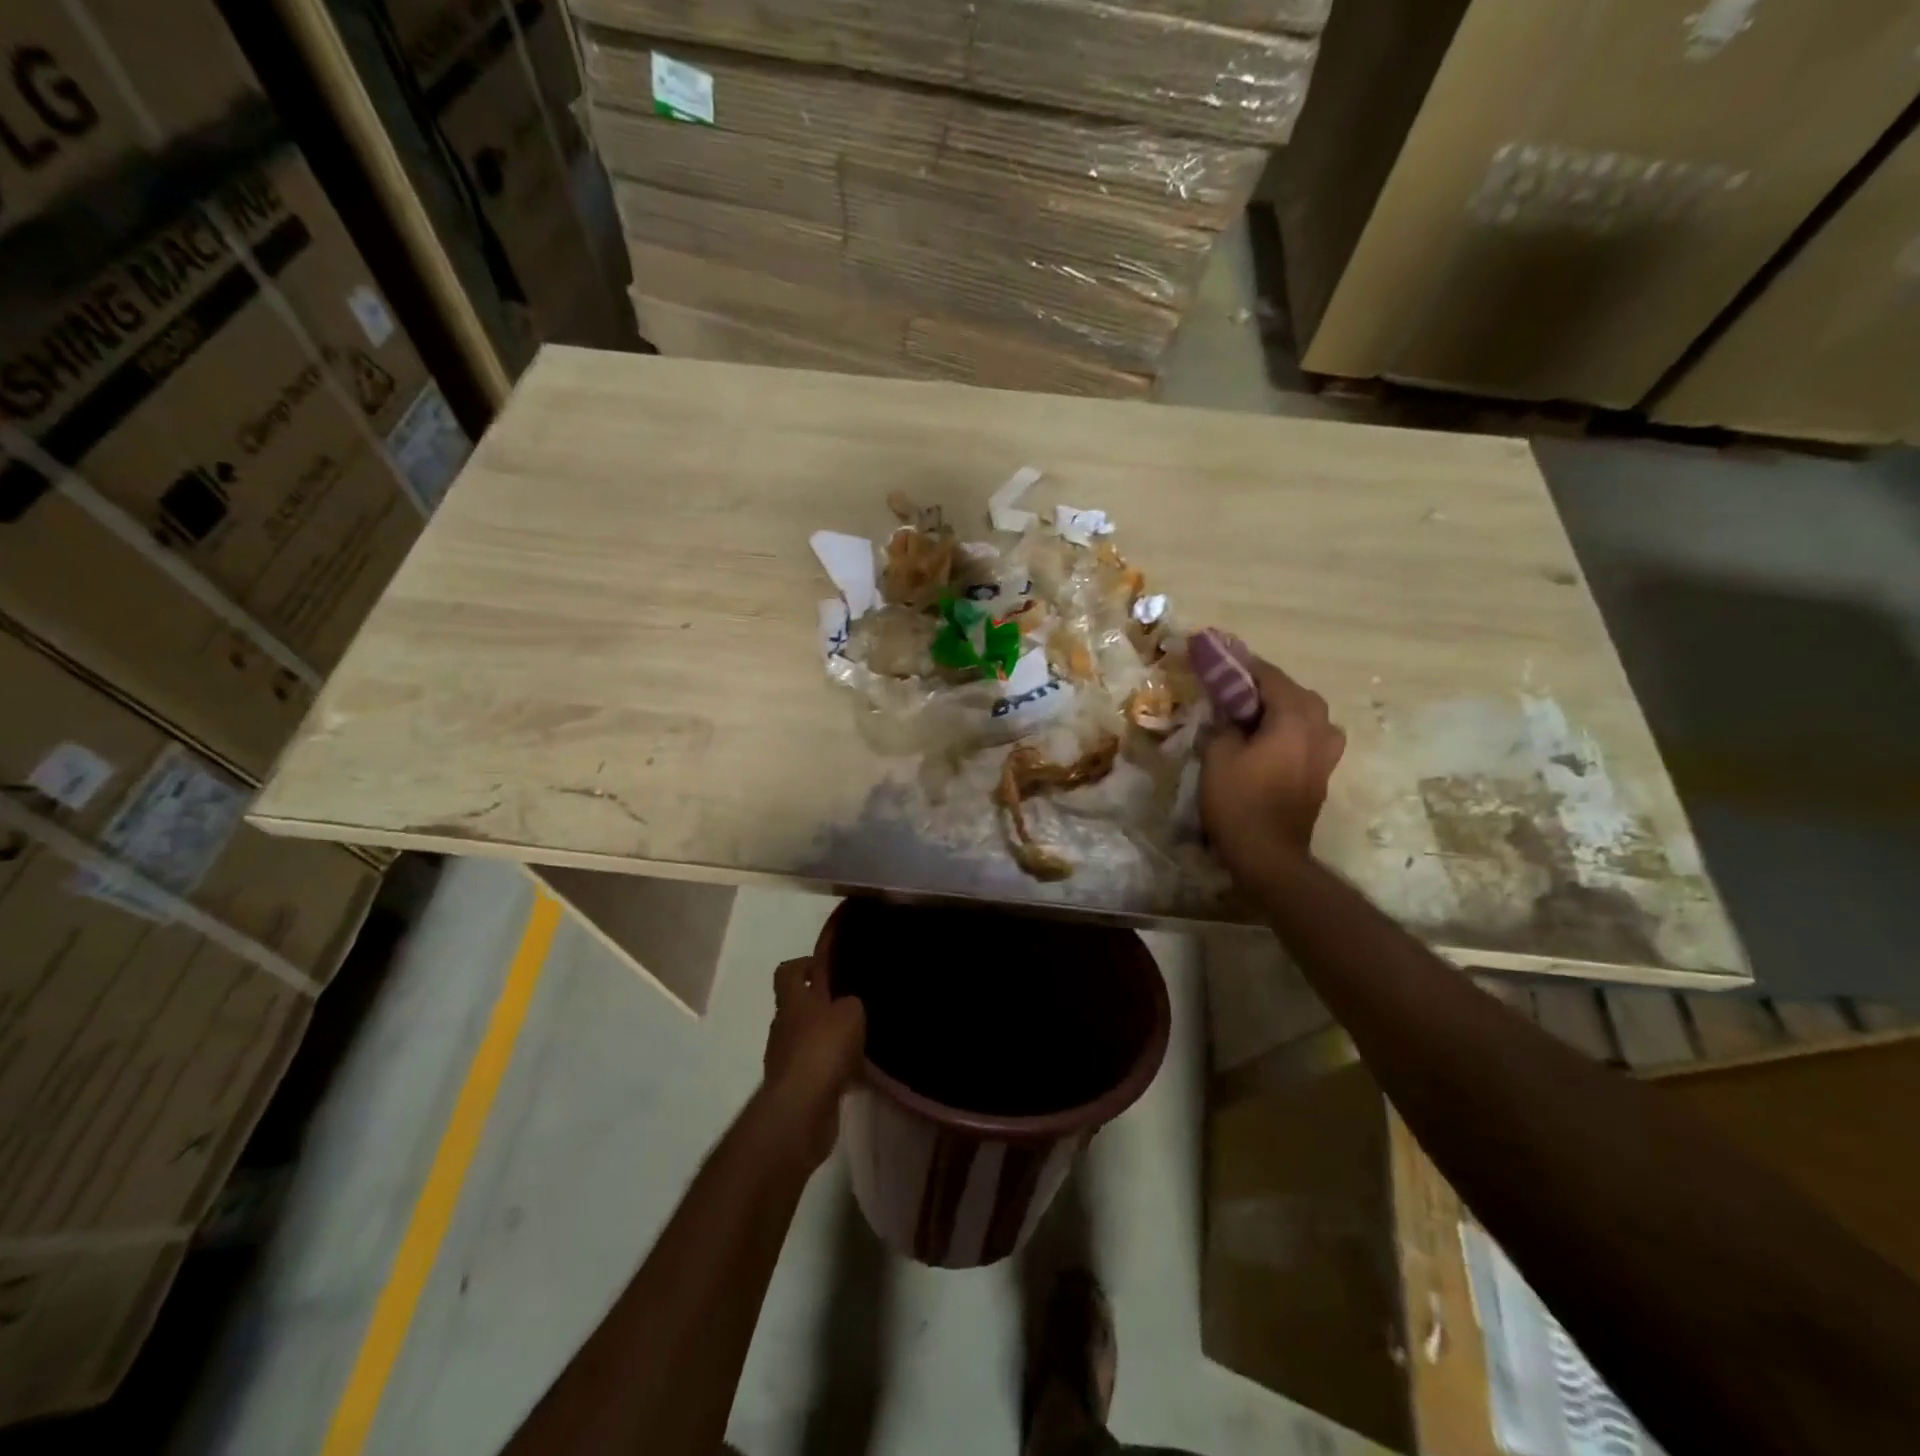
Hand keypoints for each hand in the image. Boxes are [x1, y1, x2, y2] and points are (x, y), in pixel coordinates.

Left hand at [763, 957, 866, 1167]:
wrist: (801, 1108)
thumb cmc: (823, 1047)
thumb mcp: (850, 1011)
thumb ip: (851, 1002)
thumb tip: (848, 1005)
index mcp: (793, 1001)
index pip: (788, 971)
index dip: (805, 963)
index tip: (828, 964)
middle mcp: (785, 1026)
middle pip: (801, 1006)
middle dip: (826, 1004)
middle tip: (856, 1003)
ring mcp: (788, 1058)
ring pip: (812, 1038)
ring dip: (832, 1038)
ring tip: (864, 1039)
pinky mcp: (797, 1086)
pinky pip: (820, 1069)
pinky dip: (837, 1069)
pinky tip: (860, 1073)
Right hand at [1200, 652, 1345, 877]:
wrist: (1268, 854)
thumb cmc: (1239, 801)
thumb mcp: (1218, 755)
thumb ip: (1225, 724)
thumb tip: (1230, 715)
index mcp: (1294, 718)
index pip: (1270, 676)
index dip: (1243, 666)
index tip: (1221, 658)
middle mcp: (1319, 728)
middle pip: (1295, 693)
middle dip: (1266, 686)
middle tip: (1235, 689)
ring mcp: (1326, 753)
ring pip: (1308, 715)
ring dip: (1283, 708)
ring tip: (1255, 714)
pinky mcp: (1322, 773)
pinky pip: (1310, 736)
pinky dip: (1291, 729)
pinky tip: (1269, 739)